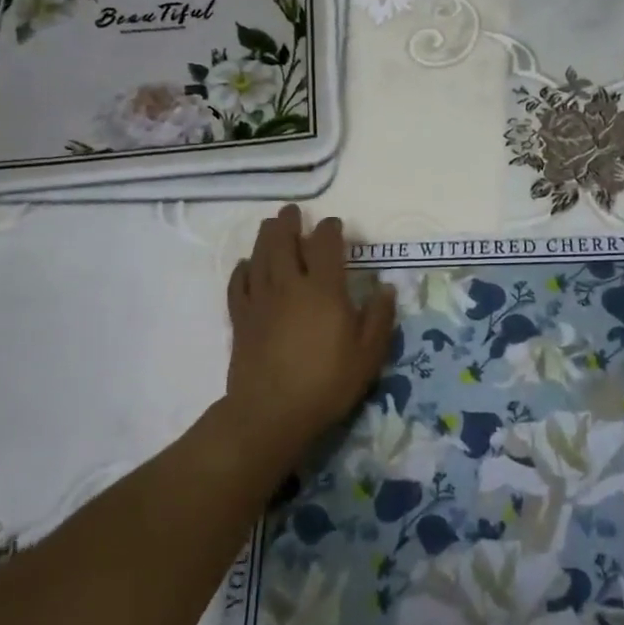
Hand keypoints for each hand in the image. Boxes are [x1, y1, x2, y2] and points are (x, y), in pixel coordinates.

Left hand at [225, 206, 396, 450]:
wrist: (271, 413)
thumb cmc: (327, 383)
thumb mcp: (368, 355)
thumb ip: (379, 317)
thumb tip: (385, 288)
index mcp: (324, 289)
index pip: (326, 245)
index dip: (331, 230)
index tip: (335, 225)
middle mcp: (290, 285)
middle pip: (285, 242)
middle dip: (290, 223)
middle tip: (292, 212)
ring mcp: (261, 300)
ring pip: (260, 257)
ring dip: (266, 237)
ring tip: (270, 225)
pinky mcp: (241, 319)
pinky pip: (238, 284)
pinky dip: (242, 269)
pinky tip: (246, 265)